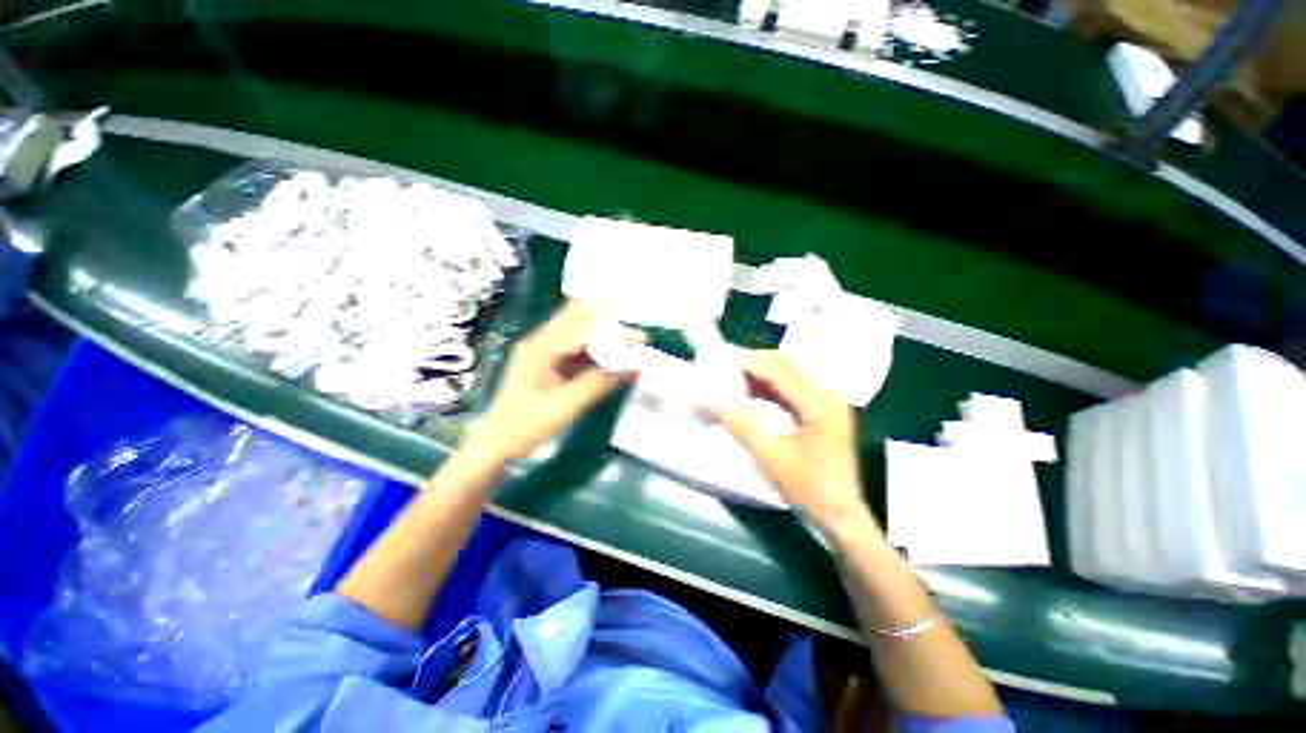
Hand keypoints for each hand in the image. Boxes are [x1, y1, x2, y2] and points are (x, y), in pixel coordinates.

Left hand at [474, 301, 640, 460]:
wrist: (497, 444)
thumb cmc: (526, 425)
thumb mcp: (565, 406)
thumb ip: (597, 384)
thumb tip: (629, 368)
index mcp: (540, 348)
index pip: (580, 324)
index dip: (610, 328)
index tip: (636, 338)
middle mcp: (541, 342)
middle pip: (578, 321)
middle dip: (608, 328)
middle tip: (633, 343)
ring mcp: (543, 352)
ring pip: (578, 335)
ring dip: (602, 340)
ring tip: (627, 352)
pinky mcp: (547, 364)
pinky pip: (575, 351)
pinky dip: (594, 354)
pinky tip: (610, 364)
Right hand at [713, 350, 872, 533]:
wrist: (840, 516)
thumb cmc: (808, 490)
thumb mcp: (770, 457)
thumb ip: (741, 424)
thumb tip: (711, 400)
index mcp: (819, 403)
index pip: (779, 368)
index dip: (748, 361)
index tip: (719, 361)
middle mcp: (827, 394)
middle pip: (784, 366)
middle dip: (751, 365)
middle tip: (722, 370)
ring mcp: (825, 402)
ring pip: (786, 376)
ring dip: (758, 376)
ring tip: (730, 381)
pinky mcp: (820, 411)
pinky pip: (789, 390)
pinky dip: (767, 389)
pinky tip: (749, 396)